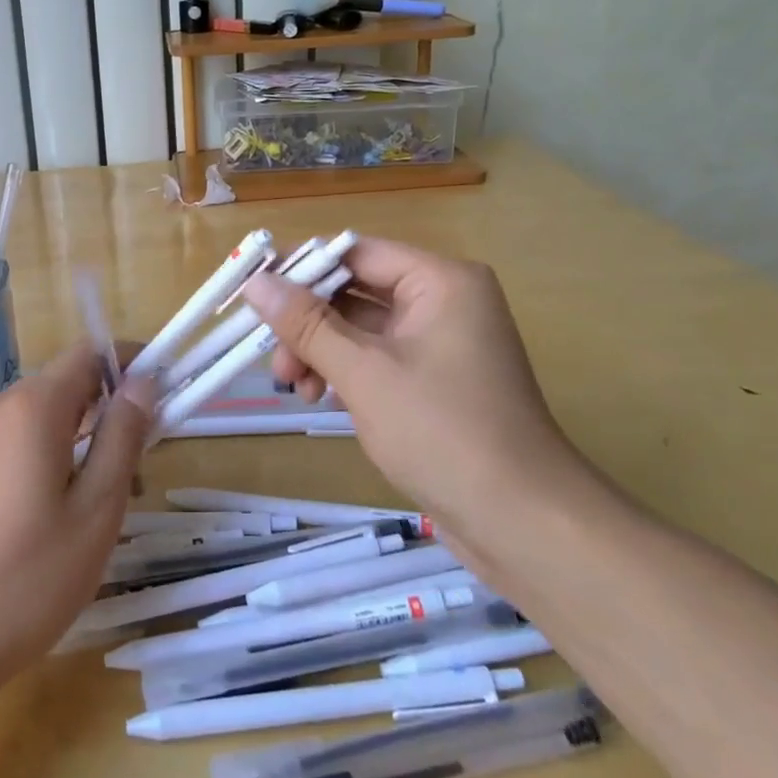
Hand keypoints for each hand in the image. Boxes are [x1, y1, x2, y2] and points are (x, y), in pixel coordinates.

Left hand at [0, 346, 156, 692]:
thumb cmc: (25, 580)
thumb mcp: (95, 512)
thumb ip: (122, 437)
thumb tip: (143, 382)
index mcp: (33, 407)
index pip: (89, 353)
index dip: (127, 363)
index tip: (157, 395)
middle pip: (62, 384)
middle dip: (103, 409)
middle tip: (131, 468)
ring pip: (34, 416)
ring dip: (71, 436)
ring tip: (89, 500)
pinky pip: (5, 441)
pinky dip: (37, 454)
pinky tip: (40, 514)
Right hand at [243, 238, 592, 535]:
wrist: (524, 524)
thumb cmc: (443, 433)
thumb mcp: (364, 373)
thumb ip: (307, 324)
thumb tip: (256, 282)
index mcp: (440, 280)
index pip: (355, 253)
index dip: (301, 268)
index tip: (253, 292)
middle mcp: (444, 300)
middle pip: (356, 290)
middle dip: (308, 322)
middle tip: (272, 357)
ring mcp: (441, 342)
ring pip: (361, 327)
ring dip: (320, 350)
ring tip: (292, 387)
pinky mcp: (436, 379)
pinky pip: (377, 357)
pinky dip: (344, 371)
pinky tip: (317, 396)